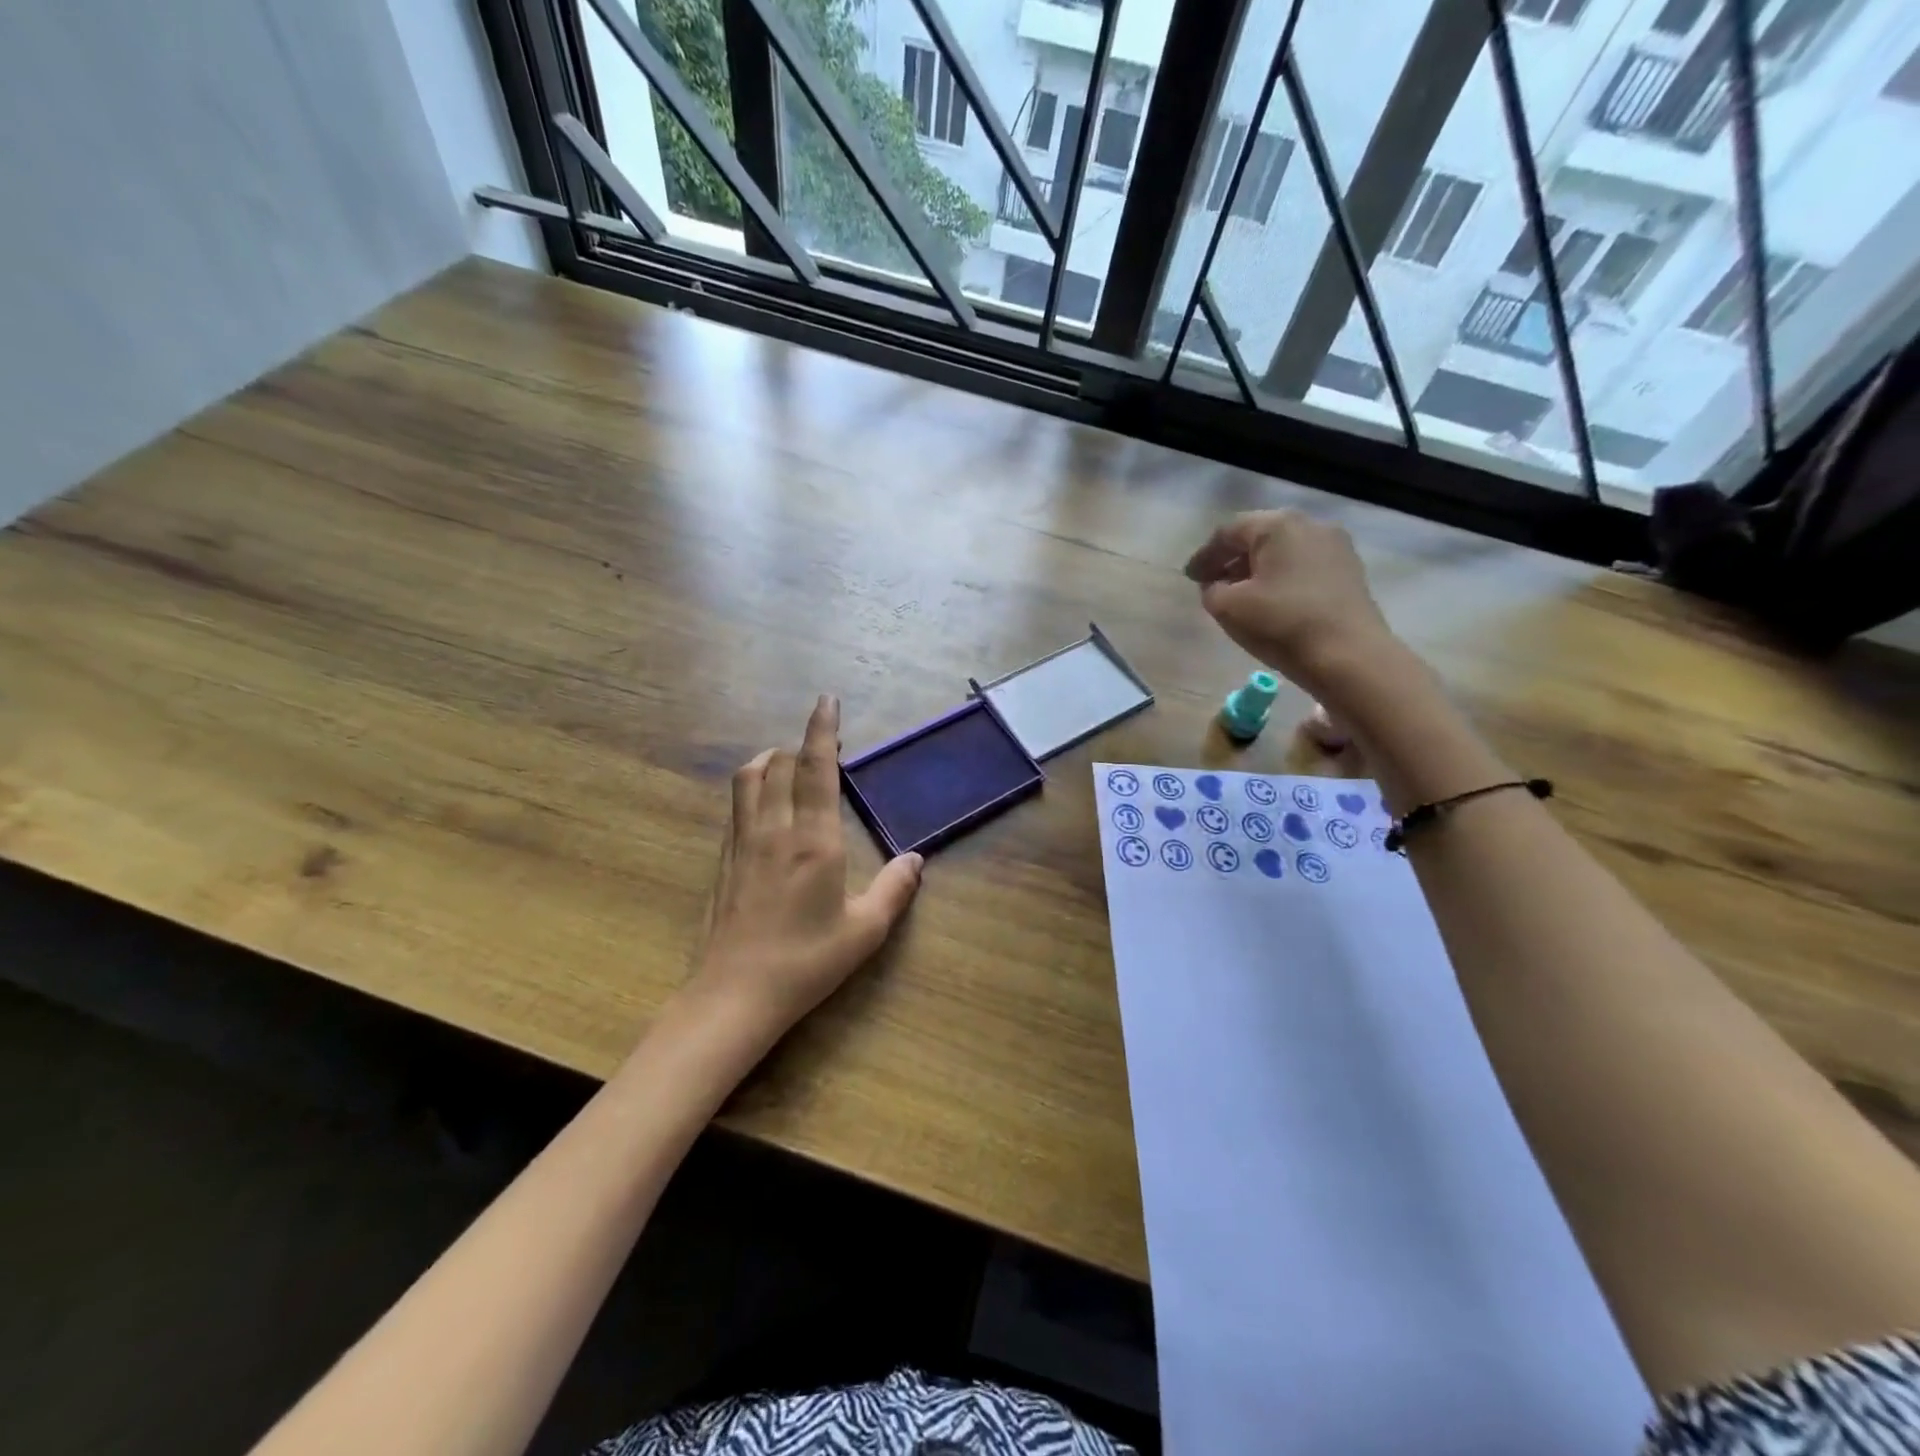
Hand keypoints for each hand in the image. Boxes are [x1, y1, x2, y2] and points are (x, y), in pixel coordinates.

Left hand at [691, 695, 922, 1045]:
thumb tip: (917, 859)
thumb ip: (895, 889)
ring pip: (748, 779)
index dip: (822, 730)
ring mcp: (742, 842)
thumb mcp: (864, 931)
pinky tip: (764, 806)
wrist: (734, 995)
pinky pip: (736, 806)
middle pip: (778, 764)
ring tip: (786, 762)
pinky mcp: (724, 859)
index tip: (827, 701)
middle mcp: (774, 829)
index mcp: (814, 840)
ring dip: (769, 759)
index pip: (816, 769)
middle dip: (800, 745)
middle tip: (823, 746)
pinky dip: (752, 787)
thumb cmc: (806, 962)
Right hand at [1184, 509, 1396, 696]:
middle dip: (1232, 559)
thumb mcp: (1227, 608)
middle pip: (1259, 536)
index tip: (1190, 578)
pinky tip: (1272, 601)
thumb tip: (1218, 585)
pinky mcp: (1350, 571)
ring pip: (1284, 551)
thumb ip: (1212, 590)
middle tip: (1212, 583)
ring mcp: (1336, 546)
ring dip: (1257, 569)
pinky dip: (1282, 577)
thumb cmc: (1281, 624)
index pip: (1229, 532)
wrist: (1349, 656)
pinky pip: (1304, 565)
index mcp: (1278, 525)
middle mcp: (1310, 524)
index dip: (1204, 555)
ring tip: (1240, 595)